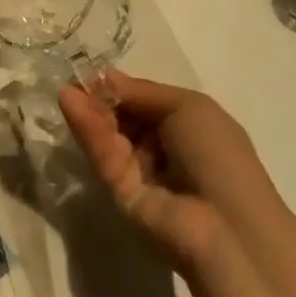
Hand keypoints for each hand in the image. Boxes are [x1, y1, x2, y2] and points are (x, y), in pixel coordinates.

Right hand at [58, 72, 281, 271]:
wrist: (228, 225)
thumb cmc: (218, 155)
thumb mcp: (188, 107)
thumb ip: (140, 91)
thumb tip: (104, 76)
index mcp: (185, 124)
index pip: (141, 100)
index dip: (118, 86)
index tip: (90, 71)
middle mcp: (161, 146)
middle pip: (121, 116)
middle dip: (98, 97)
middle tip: (74, 81)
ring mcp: (139, 170)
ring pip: (108, 134)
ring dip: (89, 112)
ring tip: (67, 92)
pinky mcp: (119, 191)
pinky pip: (103, 156)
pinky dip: (88, 131)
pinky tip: (71, 105)